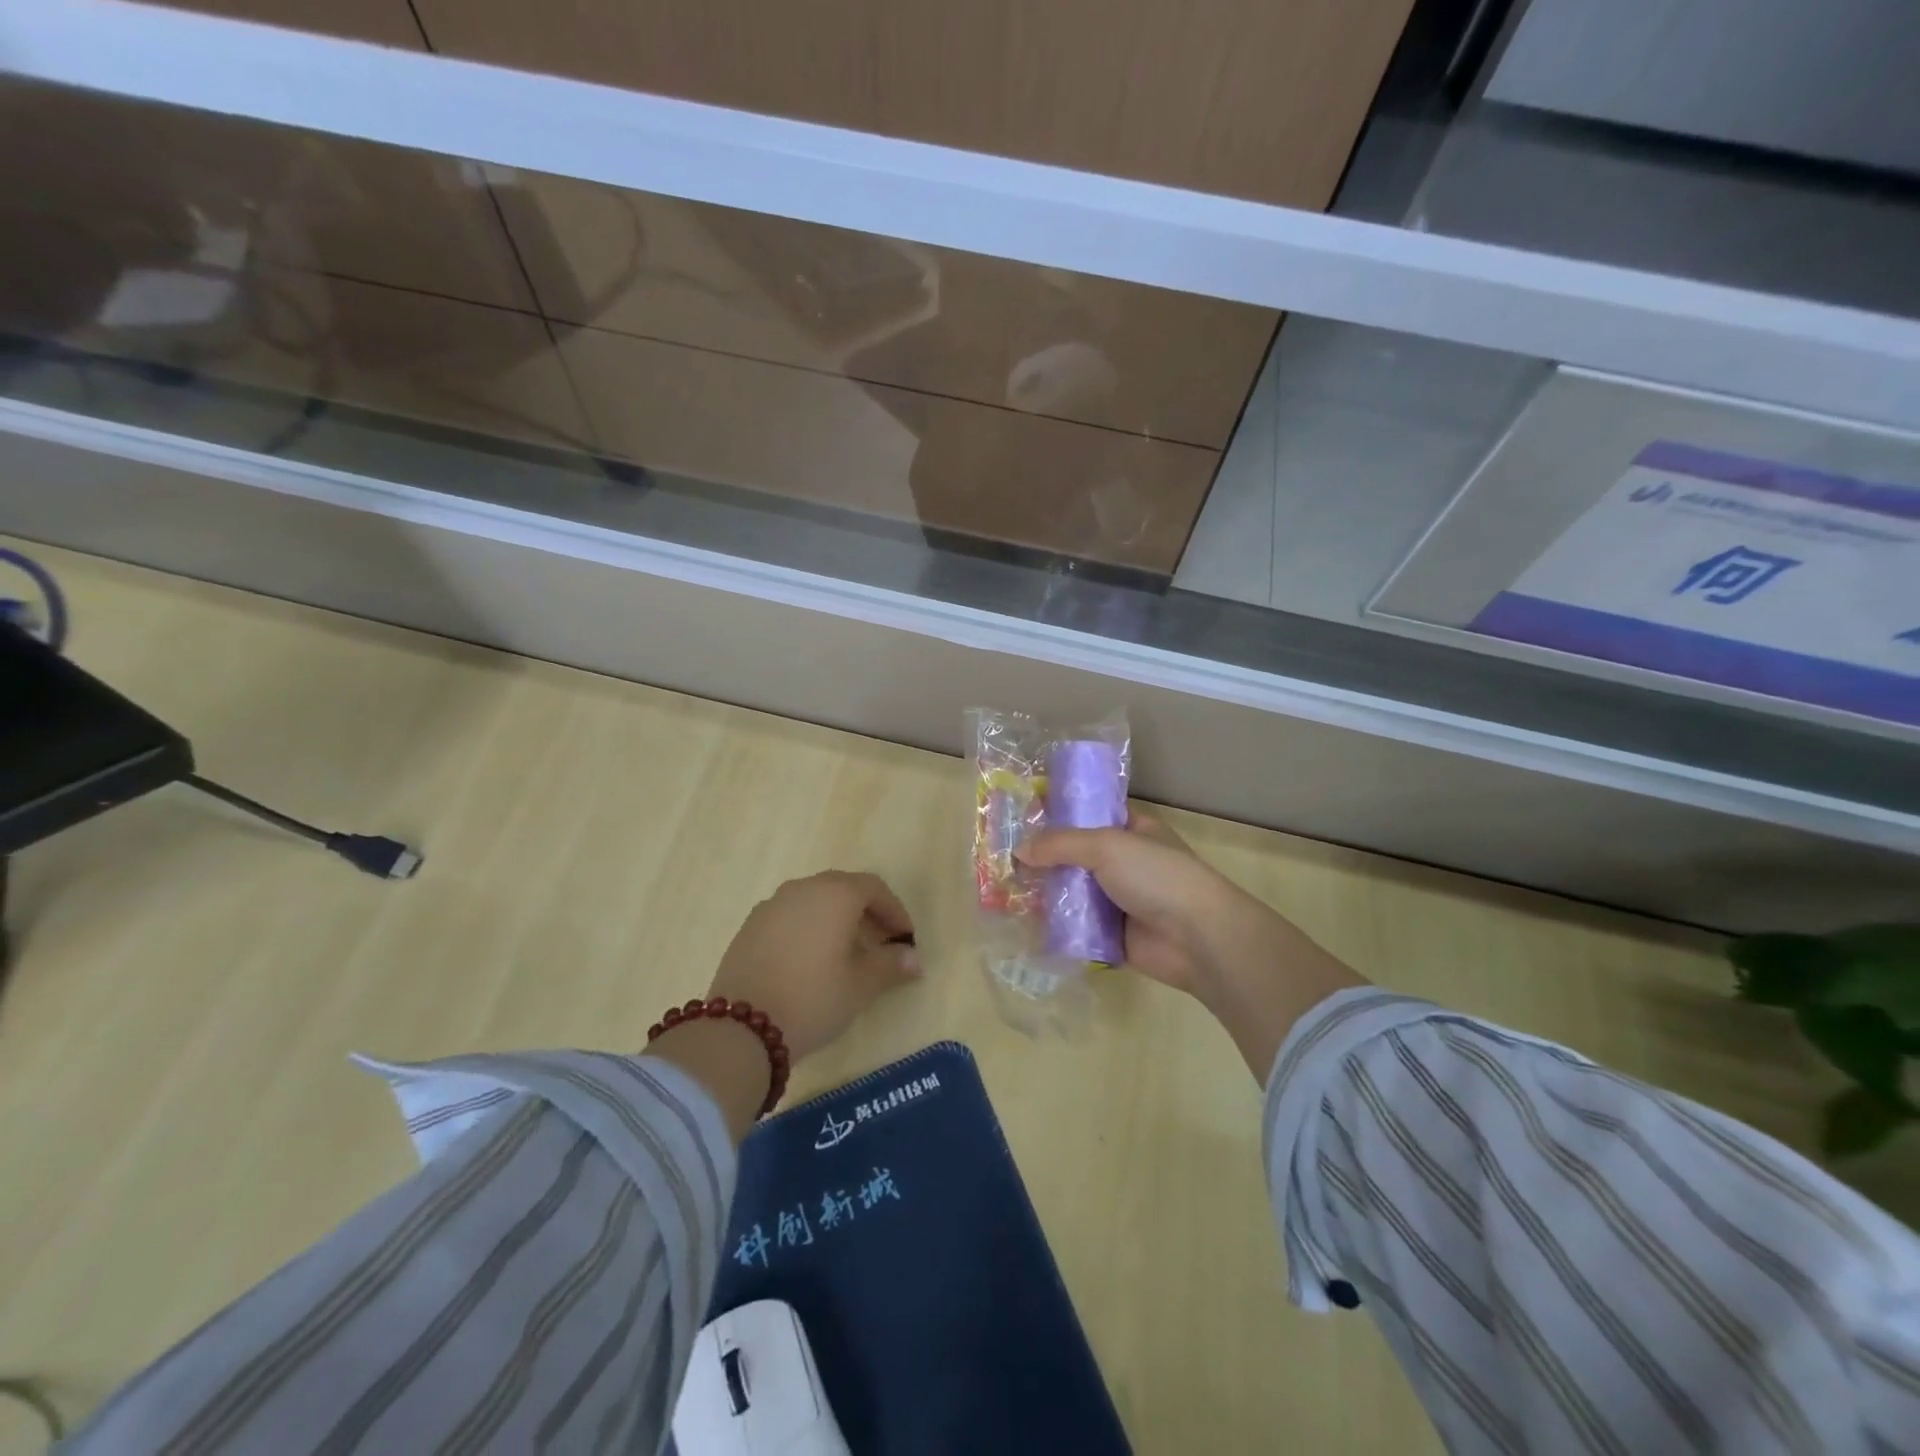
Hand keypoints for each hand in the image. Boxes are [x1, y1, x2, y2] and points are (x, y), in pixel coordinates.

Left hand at [707, 871, 921, 1062]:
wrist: (740, 1028)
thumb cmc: (813, 998)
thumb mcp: (860, 985)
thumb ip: (891, 965)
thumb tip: (914, 959)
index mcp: (835, 894)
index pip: (874, 888)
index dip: (895, 911)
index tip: (906, 939)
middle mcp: (802, 889)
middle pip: (843, 890)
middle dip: (867, 914)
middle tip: (881, 945)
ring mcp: (771, 906)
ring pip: (815, 903)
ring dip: (837, 921)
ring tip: (847, 956)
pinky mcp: (749, 927)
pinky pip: (790, 917)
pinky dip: (809, 930)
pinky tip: (811, 962)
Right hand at [1018, 811, 1365, 1079]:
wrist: (1197, 938)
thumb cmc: (1157, 876)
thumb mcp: (1107, 845)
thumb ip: (1060, 844)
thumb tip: (1020, 850)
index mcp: (1133, 829)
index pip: (1091, 814)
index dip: (1059, 814)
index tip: (1022, 818)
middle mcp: (1125, 861)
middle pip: (1076, 855)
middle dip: (1044, 858)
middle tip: (1003, 859)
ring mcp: (1119, 899)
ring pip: (1074, 891)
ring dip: (1046, 893)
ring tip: (1005, 891)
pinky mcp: (1112, 934)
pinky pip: (1077, 926)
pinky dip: (1056, 925)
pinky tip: (1024, 923)